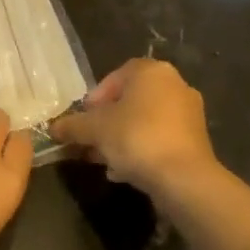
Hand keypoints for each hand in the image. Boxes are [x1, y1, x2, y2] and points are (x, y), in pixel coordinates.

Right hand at [50, 58, 216, 194]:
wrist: (183, 178)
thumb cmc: (136, 138)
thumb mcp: (94, 129)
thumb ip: (72, 125)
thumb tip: (53, 128)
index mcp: (152, 72)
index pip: (117, 76)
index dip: (96, 97)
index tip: (84, 118)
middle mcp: (175, 85)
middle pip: (130, 101)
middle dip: (107, 122)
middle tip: (90, 140)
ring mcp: (189, 113)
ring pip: (144, 122)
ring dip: (121, 138)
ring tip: (103, 160)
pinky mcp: (196, 141)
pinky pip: (159, 139)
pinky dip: (141, 151)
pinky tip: (124, 172)